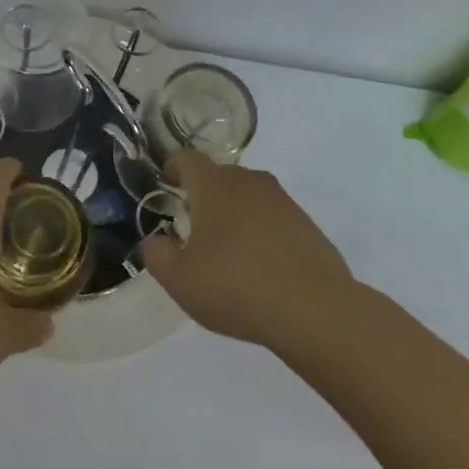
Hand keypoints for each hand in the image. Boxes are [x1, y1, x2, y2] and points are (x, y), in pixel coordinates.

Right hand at [140, 150, 354, 350]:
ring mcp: (282, 201)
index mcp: (214, 186)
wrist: (314, 309)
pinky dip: (261, 231)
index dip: (173, 167)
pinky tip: (260, 266)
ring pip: (248, 195)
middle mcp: (249, 182)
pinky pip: (273, 217)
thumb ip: (157, 255)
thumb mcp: (180, 281)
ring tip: (227, 248)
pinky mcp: (306, 224)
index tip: (167, 184)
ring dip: (234, 212)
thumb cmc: (236, 287)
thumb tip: (153, 240)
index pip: (188, 158)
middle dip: (204, 193)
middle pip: (220, 175)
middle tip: (193, 225)